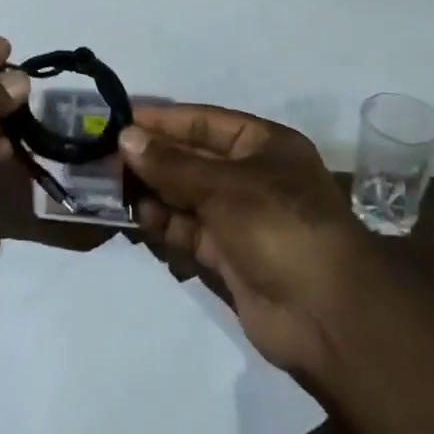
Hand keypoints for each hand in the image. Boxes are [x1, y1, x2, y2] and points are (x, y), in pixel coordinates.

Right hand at [119, 105, 375, 380]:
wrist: (327, 315)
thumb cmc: (279, 225)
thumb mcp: (224, 185)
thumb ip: (172, 164)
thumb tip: (127, 137)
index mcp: (265, 145)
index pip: (204, 123)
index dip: (163, 120)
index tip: (120, 118)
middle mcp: (253, 176)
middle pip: (194, 159)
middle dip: (153, 157)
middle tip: (105, 155)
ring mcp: (242, 218)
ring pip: (188, 195)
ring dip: (154, 190)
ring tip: (112, 186)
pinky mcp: (231, 256)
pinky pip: (190, 230)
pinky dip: (165, 223)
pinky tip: (138, 216)